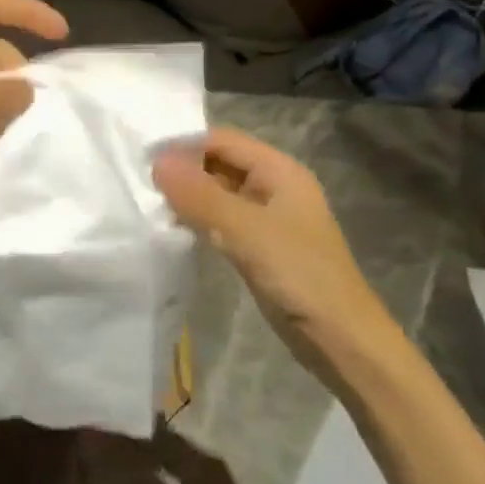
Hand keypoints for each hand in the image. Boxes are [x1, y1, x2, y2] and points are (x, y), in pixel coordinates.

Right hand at [153, 128, 395, 353]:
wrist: (343, 343)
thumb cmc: (300, 276)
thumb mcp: (246, 231)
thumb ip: (200, 195)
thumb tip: (156, 161)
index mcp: (279, 170)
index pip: (221, 140)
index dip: (184, 145)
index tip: (144, 159)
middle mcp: (273, 186)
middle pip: (219, 163)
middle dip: (184, 170)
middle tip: (141, 182)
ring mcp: (267, 218)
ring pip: (218, 192)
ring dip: (188, 195)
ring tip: (149, 203)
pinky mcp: (260, 246)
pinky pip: (222, 219)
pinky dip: (199, 218)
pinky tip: (174, 227)